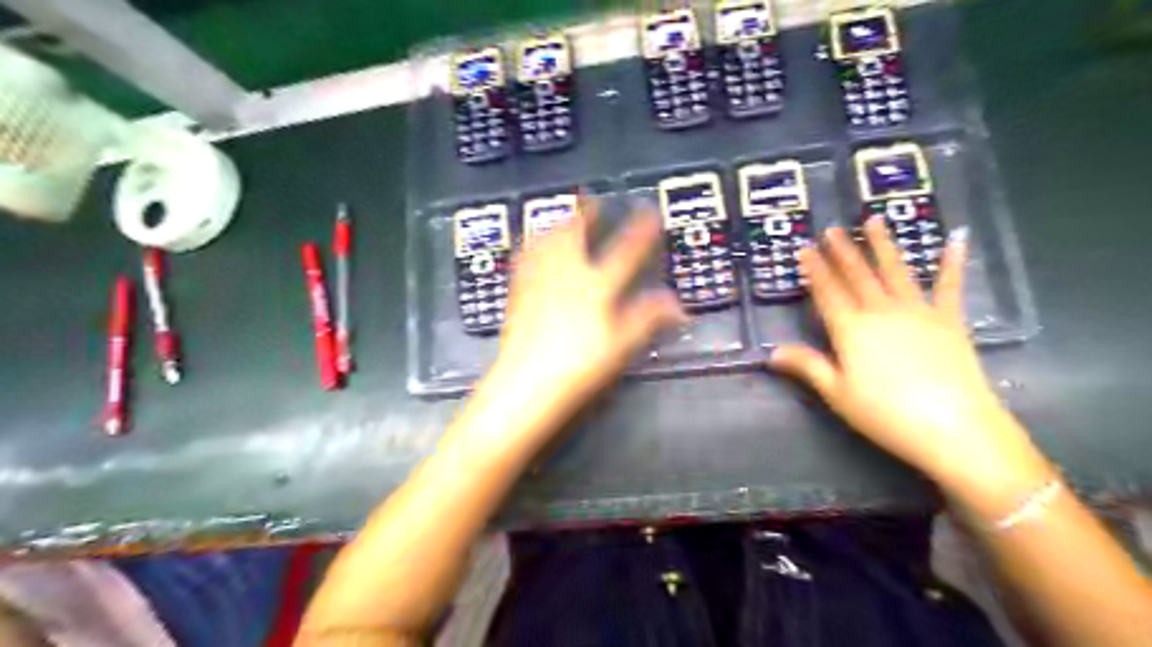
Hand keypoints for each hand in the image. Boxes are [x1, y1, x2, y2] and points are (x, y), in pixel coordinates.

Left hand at [482, 201, 682, 421]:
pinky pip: (524, 260)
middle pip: (574, 235)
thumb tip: (679, 306)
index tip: (649, 211)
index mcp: (595, 287)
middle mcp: (565, 276)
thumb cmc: (579, 367)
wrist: (526, 384)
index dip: (640, 231)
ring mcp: (538, 283)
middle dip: (584, 214)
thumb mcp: (621, 346)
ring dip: (555, 224)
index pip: (625, 252)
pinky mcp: (518, 295)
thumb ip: (648, 320)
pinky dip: (531, 246)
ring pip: (545, 242)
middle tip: (589, 199)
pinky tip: (530, 246)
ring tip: (561, 215)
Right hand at [769, 221, 1049, 493]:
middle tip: (831, 229)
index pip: (827, 292)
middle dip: (842, 251)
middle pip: (857, 276)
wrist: (953, 427)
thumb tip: (772, 352)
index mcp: (851, 329)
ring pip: (895, 270)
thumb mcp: (837, 393)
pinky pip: (950, 285)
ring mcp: (918, 311)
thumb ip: (807, 366)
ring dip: (883, 244)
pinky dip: (952, 262)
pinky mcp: (950, 319)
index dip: (815, 270)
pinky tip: (956, 239)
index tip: (805, 249)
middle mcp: (881, 311)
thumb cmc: (885, 413)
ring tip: (874, 219)